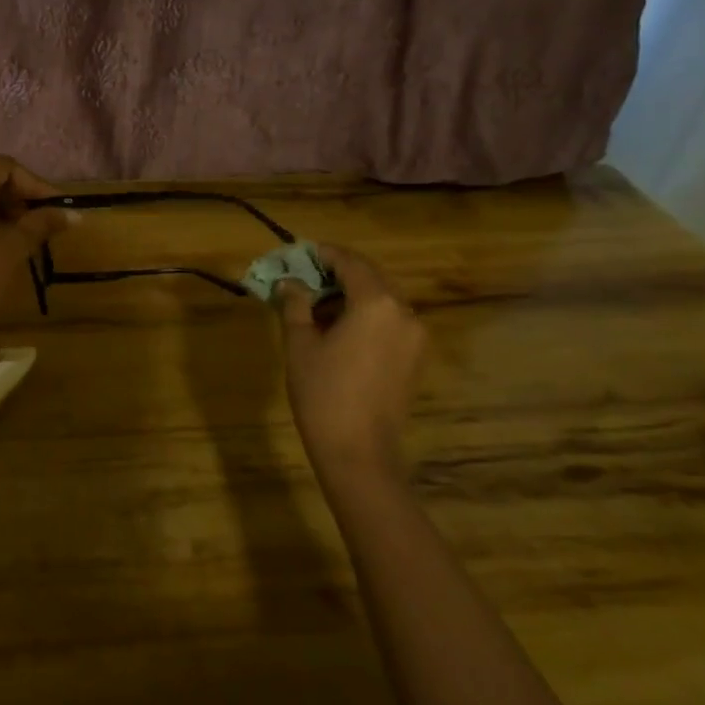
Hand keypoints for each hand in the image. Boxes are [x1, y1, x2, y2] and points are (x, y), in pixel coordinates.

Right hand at [277, 243, 425, 480]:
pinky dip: (366, 315)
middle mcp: (404, 312)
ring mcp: (415, 337)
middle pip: (371, 277)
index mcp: (377, 303)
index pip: (350, 262)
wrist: (358, 452)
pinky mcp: (415, 358)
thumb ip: (295, 304)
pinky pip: (390, 321)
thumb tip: (289, 282)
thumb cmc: (323, 392)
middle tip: (306, 276)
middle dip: (339, 273)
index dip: (324, 254)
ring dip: (352, 294)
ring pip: (383, 300)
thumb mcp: (300, 343)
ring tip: (317, 305)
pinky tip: (339, 329)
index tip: (301, 252)